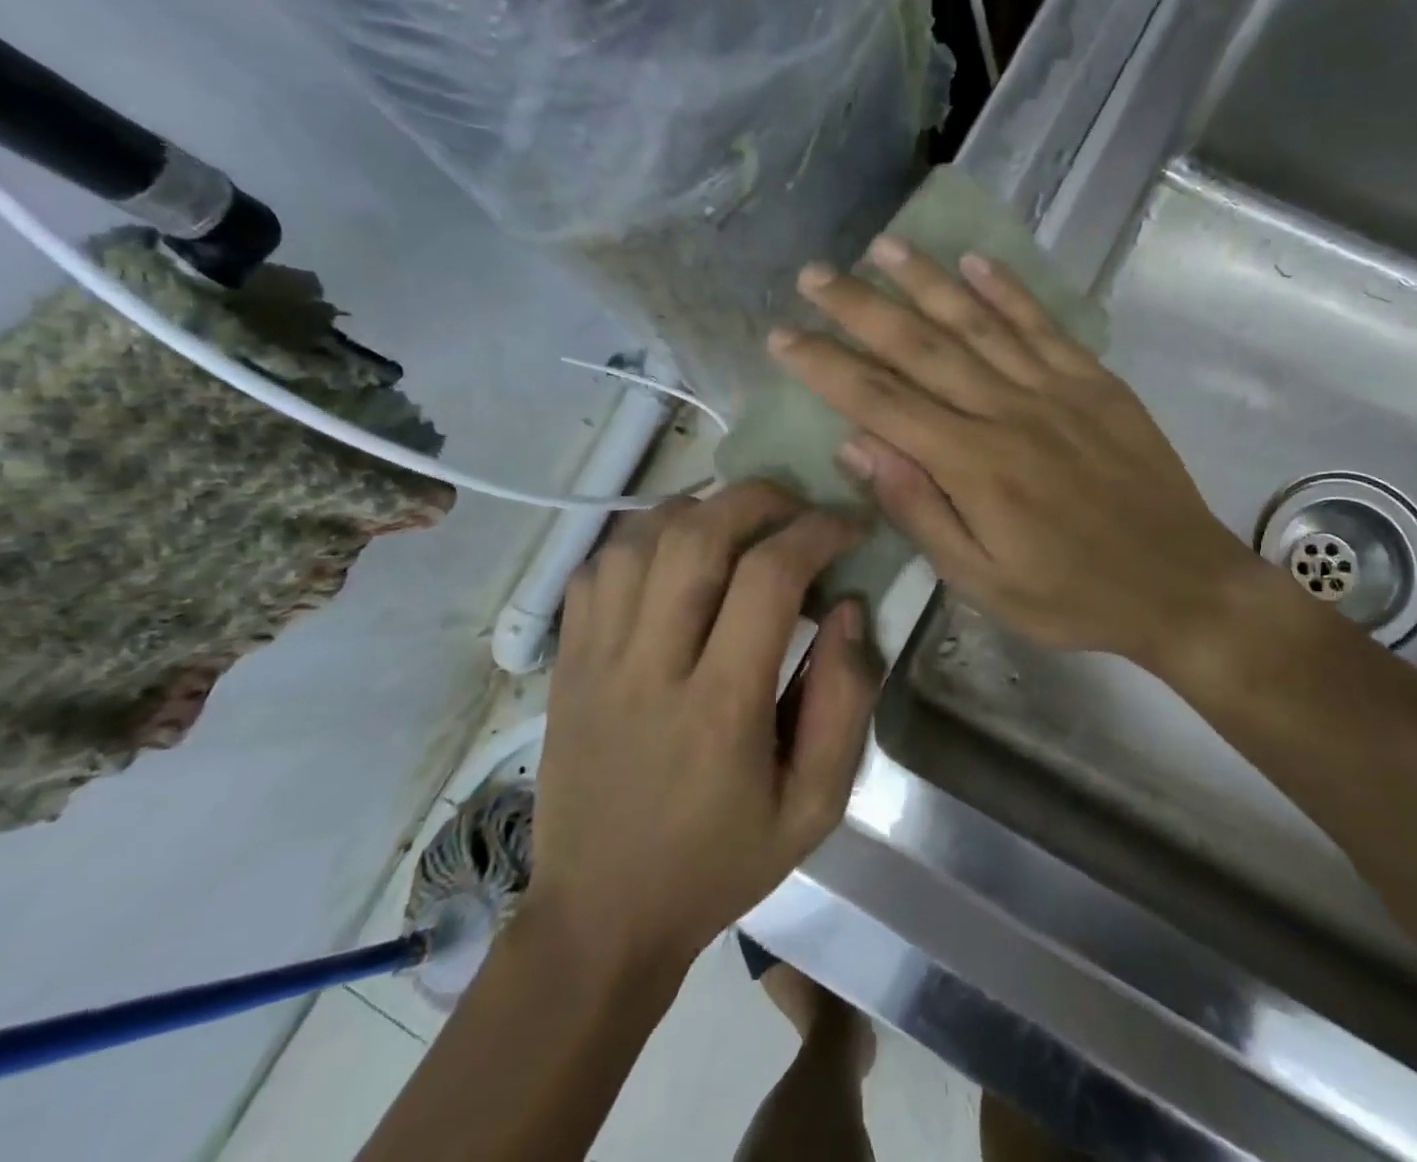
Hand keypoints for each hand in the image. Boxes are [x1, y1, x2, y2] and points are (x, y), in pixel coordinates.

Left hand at [527, 482, 877, 977]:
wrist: (599, 918)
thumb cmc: (719, 864)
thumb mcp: (814, 807)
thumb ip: (845, 702)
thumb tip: (850, 607)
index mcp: (720, 708)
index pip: (769, 578)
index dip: (817, 532)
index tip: (848, 527)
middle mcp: (650, 666)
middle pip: (698, 535)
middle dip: (759, 498)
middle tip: (797, 507)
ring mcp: (596, 658)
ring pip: (641, 537)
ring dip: (701, 509)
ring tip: (741, 523)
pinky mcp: (566, 661)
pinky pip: (598, 566)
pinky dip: (643, 537)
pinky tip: (676, 553)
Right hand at [768, 238, 1267, 671]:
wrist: (1181, 583)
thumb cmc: (1071, 595)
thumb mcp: (982, 580)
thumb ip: (918, 509)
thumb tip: (855, 444)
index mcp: (973, 465)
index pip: (880, 401)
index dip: (826, 365)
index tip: (782, 335)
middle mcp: (1008, 411)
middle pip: (920, 347)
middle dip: (860, 306)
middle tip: (814, 274)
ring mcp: (1056, 388)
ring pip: (977, 321)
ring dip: (925, 278)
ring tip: (881, 243)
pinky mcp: (1095, 381)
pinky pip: (1043, 323)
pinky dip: (1007, 288)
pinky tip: (974, 260)